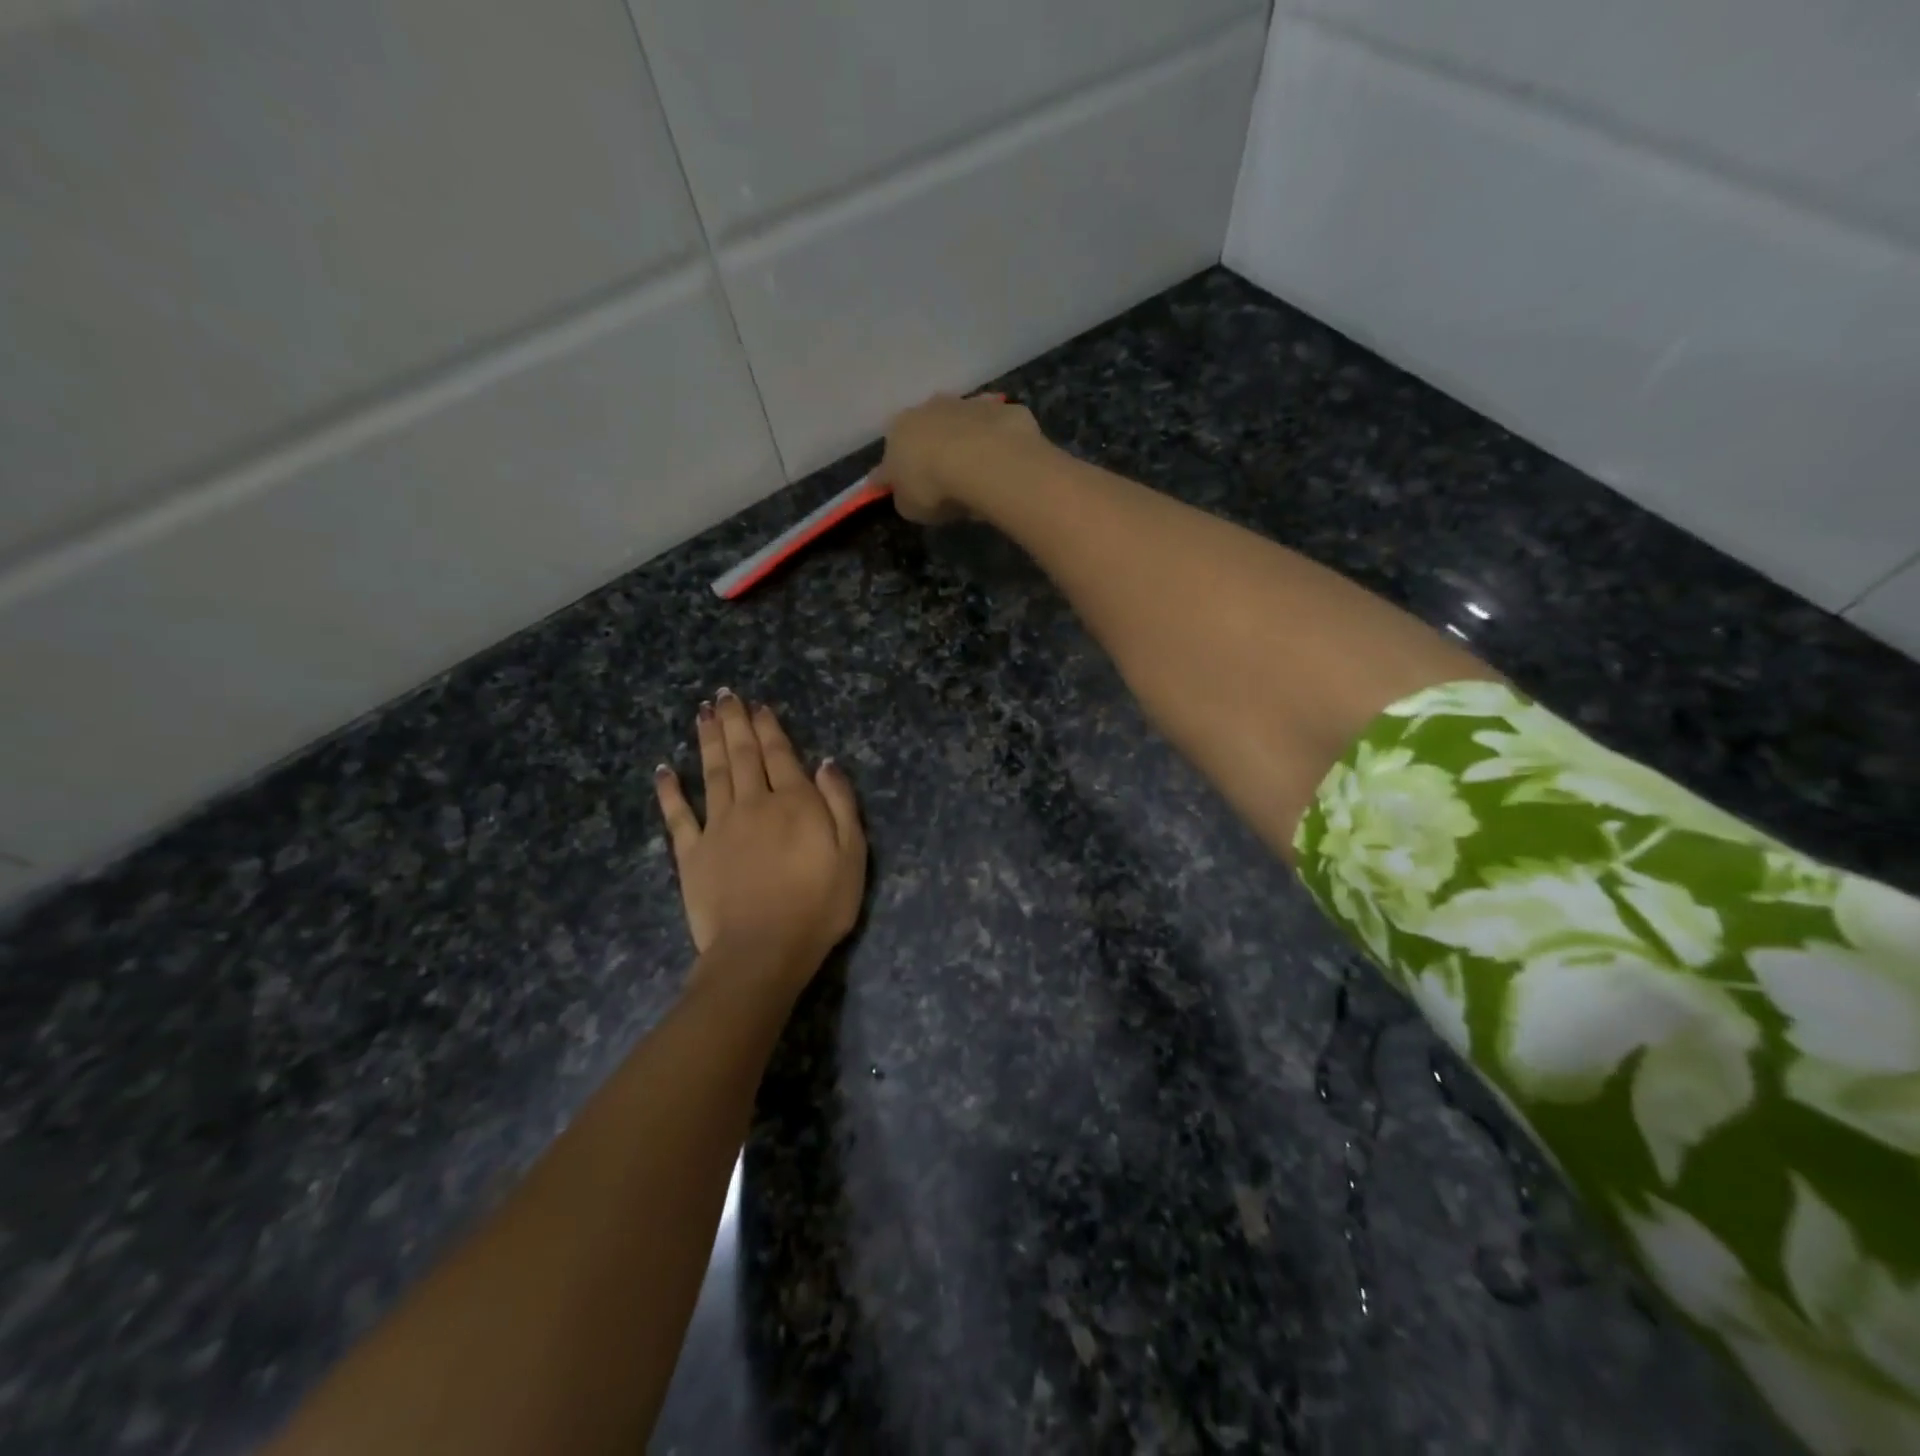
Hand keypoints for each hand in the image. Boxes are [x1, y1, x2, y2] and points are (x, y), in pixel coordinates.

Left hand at [654, 692, 865, 988]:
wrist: (762, 951)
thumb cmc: (818, 906)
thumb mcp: (852, 855)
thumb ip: (841, 805)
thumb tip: (826, 763)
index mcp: (794, 803)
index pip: (780, 755)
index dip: (769, 728)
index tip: (758, 705)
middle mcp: (753, 804)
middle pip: (743, 755)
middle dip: (735, 722)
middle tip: (725, 695)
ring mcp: (718, 827)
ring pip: (712, 772)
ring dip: (707, 740)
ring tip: (702, 713)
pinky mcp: (691, 853)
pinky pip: (678, 815)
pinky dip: (669, 790)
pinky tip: (663, 769)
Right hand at [872, 393, 1048, 523]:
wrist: (985, 460)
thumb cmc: (935, 486)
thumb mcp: (909, 507)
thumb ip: (905, 497)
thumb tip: (906, 493)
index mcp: (898, 430)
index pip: (891, 458)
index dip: (899, 478)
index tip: (910, 494)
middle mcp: (928, 408)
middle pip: (926, 433)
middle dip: (933, 453)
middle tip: (945, 483)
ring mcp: (966, 403)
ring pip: (961, 426)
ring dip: (965, 443)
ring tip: (977, 475)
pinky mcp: (1001, 408)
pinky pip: (993, 429)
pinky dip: (995, 443)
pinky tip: (1002, 465)